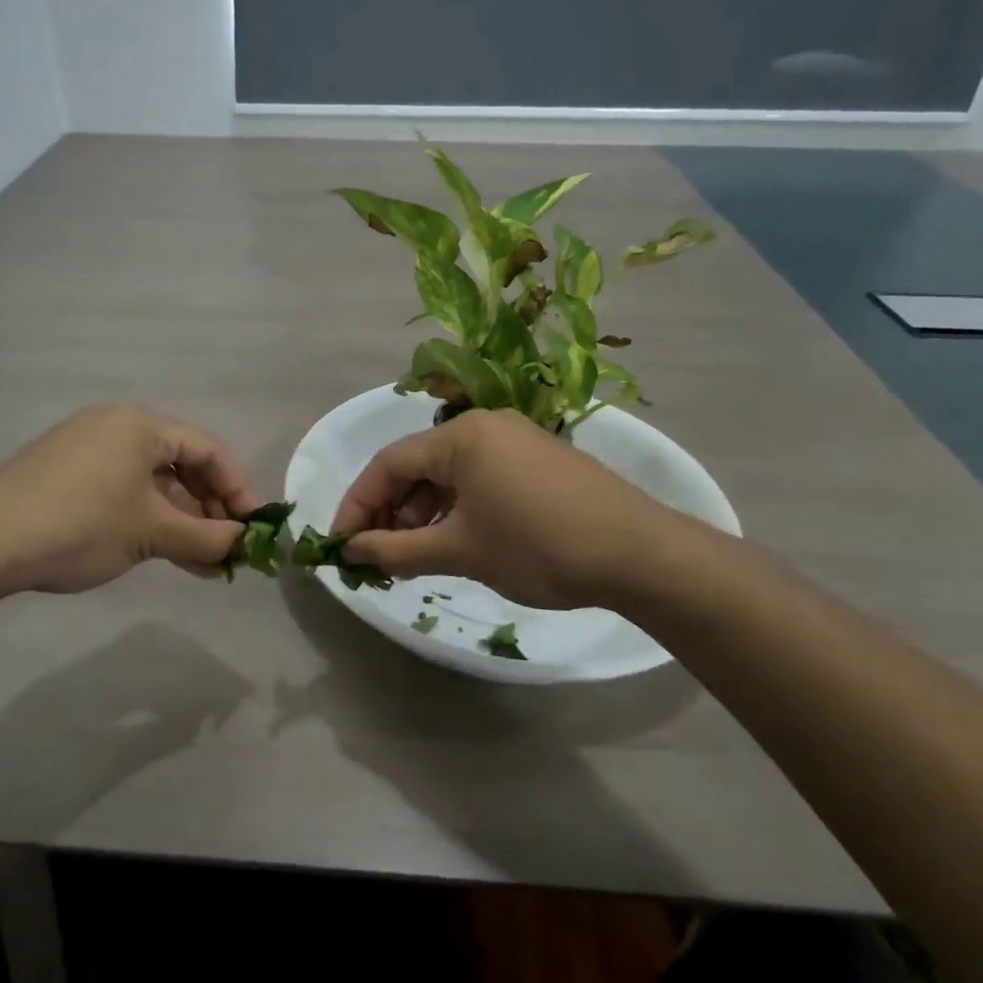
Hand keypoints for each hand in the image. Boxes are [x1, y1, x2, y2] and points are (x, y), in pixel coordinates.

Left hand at [0, 404, 258, 594]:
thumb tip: (244, 545)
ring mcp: (89, 450)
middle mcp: (117, 426)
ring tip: (204, 563)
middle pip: (182, 464)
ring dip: (182, 521)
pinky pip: (126, 491)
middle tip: (229, 548)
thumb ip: (206, 537)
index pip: (208, 449)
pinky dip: (150, 520)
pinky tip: (168, 553)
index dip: (238, 488)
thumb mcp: (150, 532)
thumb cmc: (79, 525)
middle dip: (210, 508)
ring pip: (154, 483)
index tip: (255, 527)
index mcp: (140, 424)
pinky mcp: (69, 475)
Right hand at [330, 409, 689, 609]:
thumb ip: (397, 549)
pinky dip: (457, 509)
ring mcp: (516, 440)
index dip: (358, 504)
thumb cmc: (538, 546)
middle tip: (379, 557)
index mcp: (461, 436)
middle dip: (392, 512)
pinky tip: (456, 542)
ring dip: (424, 514)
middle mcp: (485, 426)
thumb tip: (351, 552)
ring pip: (449, 475)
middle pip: (418, 466)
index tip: (341, 545)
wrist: (640, 554)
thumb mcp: (460, 551)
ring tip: (415, 557)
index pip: (388, 464)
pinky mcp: (538, 461)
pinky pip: (479, 479)